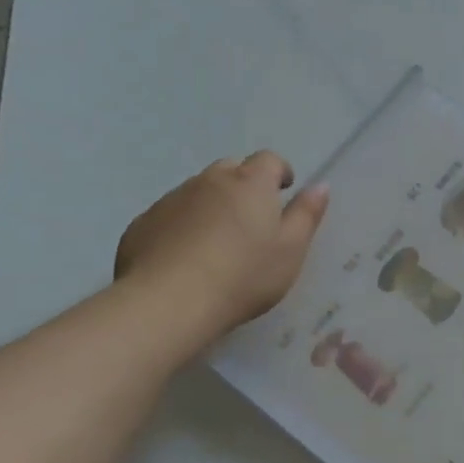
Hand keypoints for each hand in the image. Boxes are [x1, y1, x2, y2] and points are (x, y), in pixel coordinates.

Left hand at [115, 151, 329, 336]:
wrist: (169, 302)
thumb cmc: (243, 275)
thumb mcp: (291, 250)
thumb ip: (307, 214)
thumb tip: (320, 185)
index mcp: (250, 183)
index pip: (269, 160)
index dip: (279, 172)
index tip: (284, 191)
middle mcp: (209, 181)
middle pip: (231, 170)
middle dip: (244, 185)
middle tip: (251, 219)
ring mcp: (172, 199)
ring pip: (198, 191)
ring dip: (211, 205)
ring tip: (217, 242)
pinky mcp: (143, 223)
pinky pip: (170, 215)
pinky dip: (181, 226)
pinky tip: (184, 257)